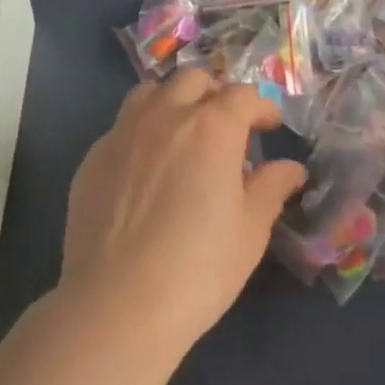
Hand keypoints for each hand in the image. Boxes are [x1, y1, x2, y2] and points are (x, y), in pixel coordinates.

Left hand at [60, 69, 306, 350]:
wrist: (117, 304)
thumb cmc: (198, 269)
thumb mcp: (250, 231)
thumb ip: (271, 188)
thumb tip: (290, 168)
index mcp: (212, 128)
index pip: (242, 96)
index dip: (261, 108)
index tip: (269, 126)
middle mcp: (165, 116)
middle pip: (194, 80)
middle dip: (216, 94)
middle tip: (227, 126)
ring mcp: (123, 133)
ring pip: (151, 92)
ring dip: (174, 101)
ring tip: (183, 133)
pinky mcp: (93, 157)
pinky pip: (122, 126)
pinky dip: (142, 132)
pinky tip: (147, 169)